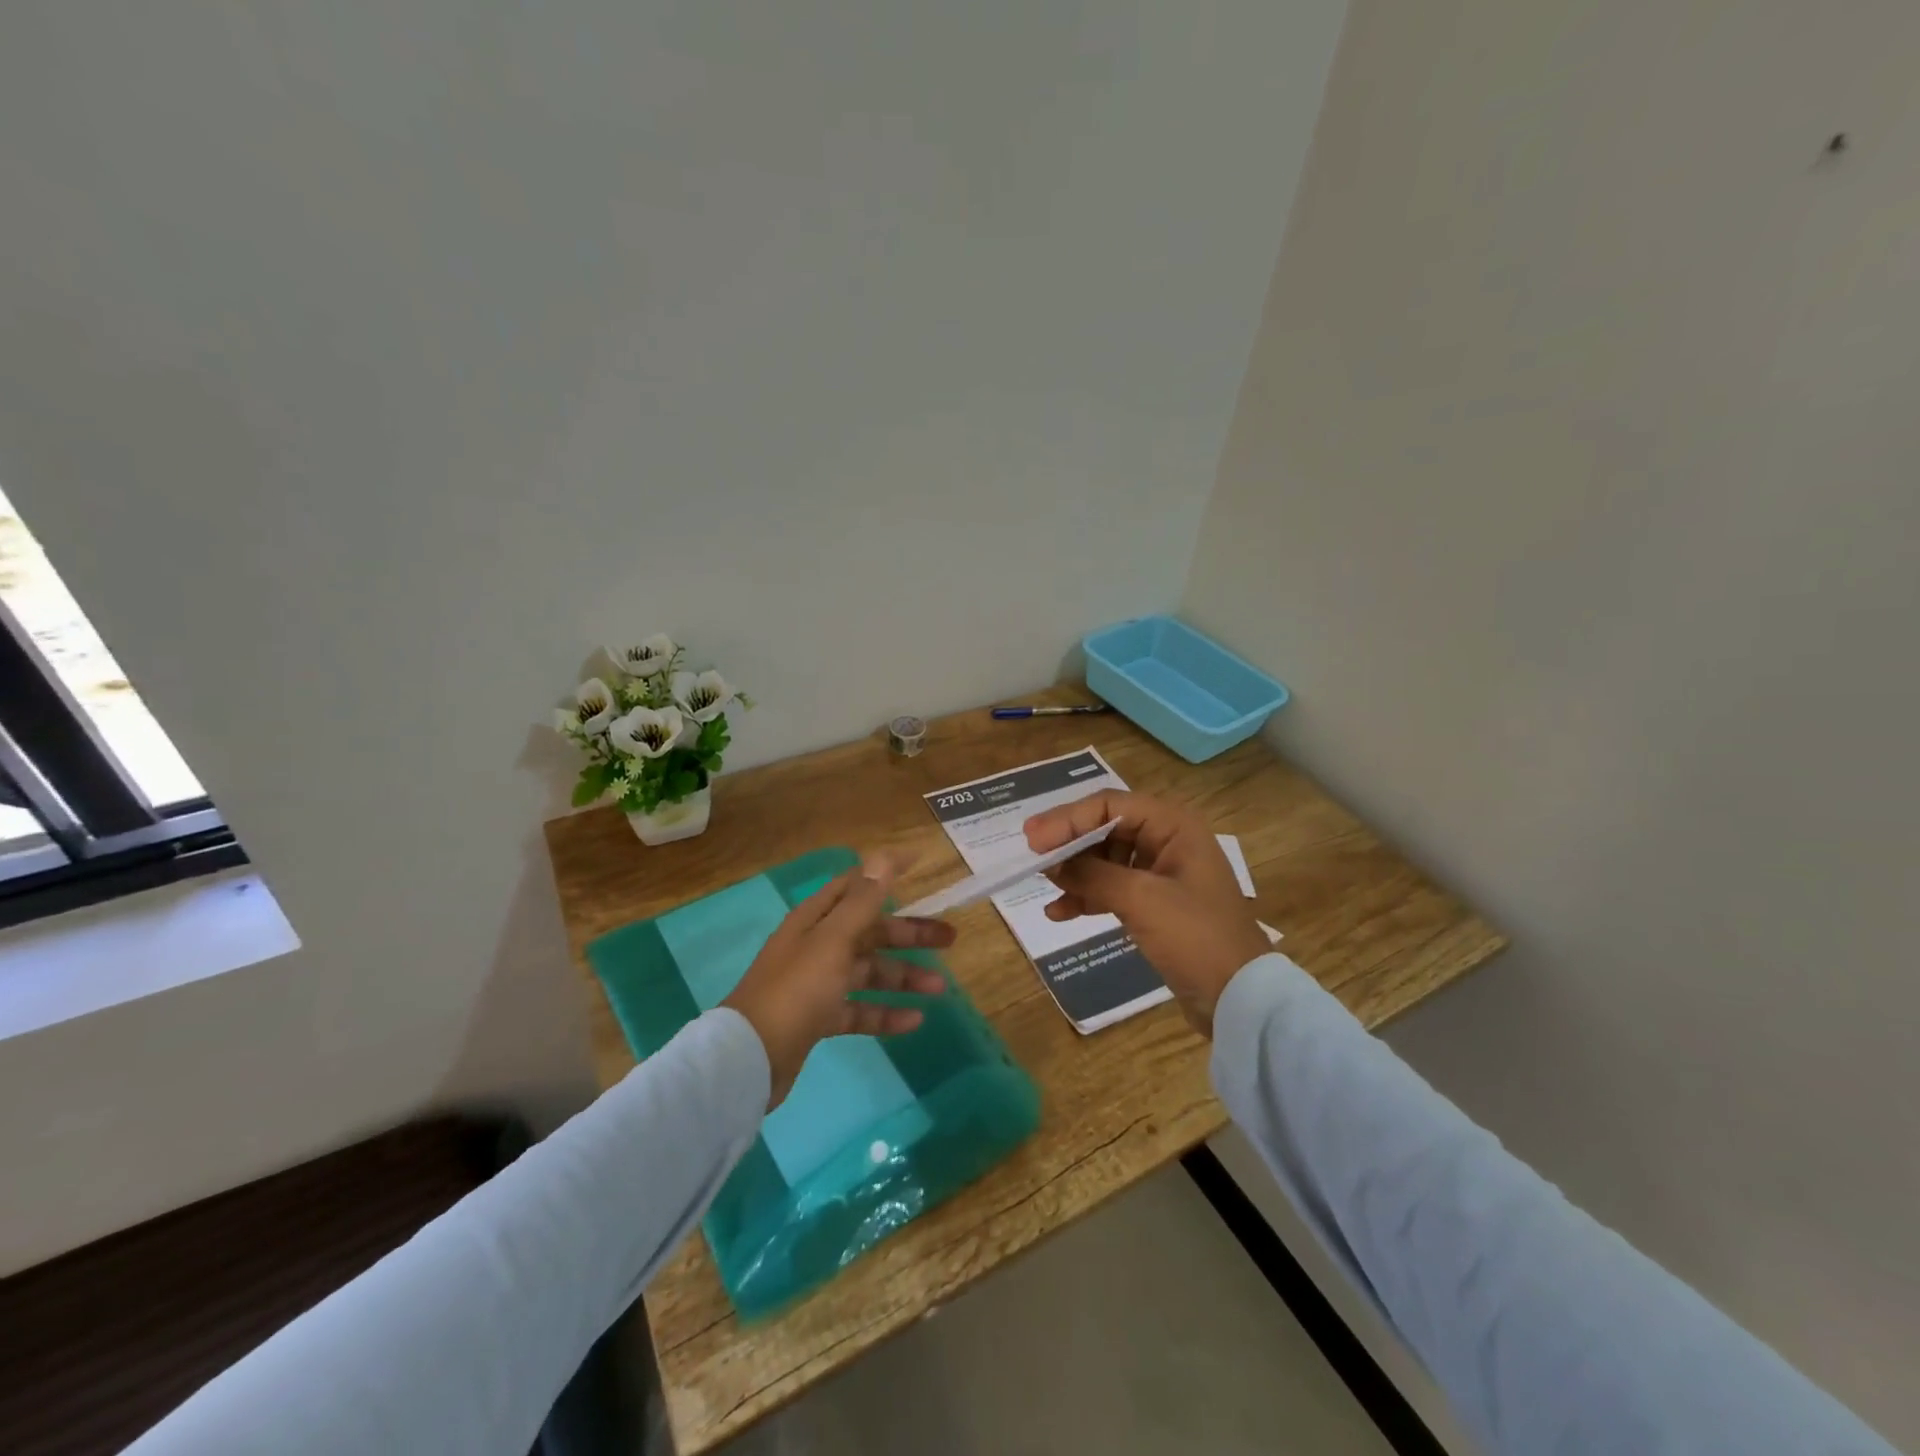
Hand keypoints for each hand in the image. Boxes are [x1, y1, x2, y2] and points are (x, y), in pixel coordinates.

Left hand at [723, 854, 952, 1107]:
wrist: (750, 1058)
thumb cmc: (796, 989)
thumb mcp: (833, 940)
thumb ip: (862, 901)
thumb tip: (884, 857)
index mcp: (816, 919)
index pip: (855, 885)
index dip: (885, 872)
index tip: (919, 863)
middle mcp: (816, 945)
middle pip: (870, 932)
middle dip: (909, 934)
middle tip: (950, 938)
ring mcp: (817, 984)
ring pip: (869, 972)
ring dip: (904, 977)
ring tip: (940, 988)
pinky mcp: (818, 1019)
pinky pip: (859, 1010)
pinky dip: (885, 1013)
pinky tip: (914, 1021)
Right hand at [1025, 792, 1269, 1036]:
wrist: (1240, 998)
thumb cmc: (1195, 936)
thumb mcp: (1140, 899)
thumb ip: (1091, 875)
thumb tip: (1050, 863)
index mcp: (1172, 825)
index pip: (1109, 805)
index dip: (1067, 818)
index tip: (1032, 840)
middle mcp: (1166, 840)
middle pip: (1104, 828)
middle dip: (1068, 843)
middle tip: (1031, 857)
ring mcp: (1161, 873)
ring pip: (1105, 859)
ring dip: (1074, 871)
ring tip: (1044, 886)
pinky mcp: (1155, 904)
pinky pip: (1112, 888)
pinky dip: (1087, 897)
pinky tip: (1059, 913)